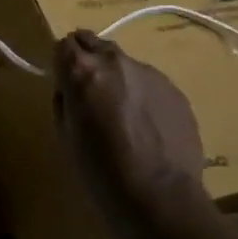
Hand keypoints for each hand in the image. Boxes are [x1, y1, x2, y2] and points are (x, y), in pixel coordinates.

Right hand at [53, 30, 207, 221]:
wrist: (159, 196)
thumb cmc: (100, 170)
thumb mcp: (65, 133)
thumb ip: (65, 99)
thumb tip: (71, 88)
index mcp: (82, 70)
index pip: (63, 44)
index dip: (62, 63)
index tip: (65, 84)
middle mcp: (116, 61)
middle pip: (94, 42)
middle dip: (88, 60)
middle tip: (90, 93)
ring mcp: (150, 73)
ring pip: (124, 63)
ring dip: (118, 78)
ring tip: (123, 115)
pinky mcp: (175, 90)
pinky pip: (150, 83)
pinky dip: (142, 95)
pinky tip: (147, 127)